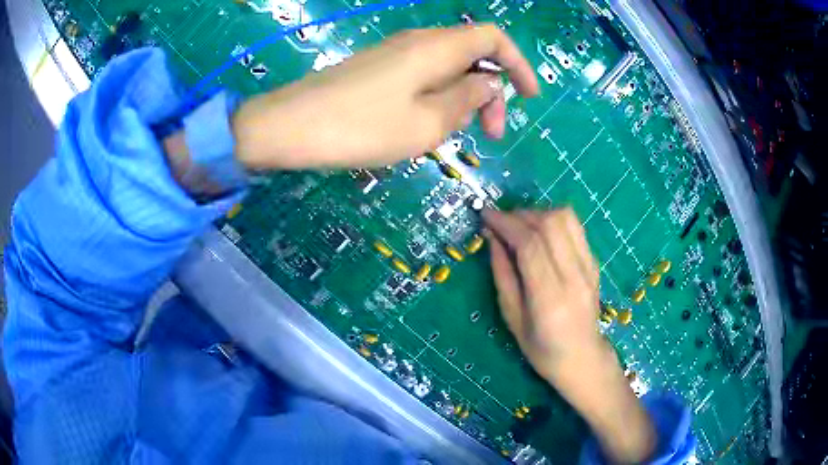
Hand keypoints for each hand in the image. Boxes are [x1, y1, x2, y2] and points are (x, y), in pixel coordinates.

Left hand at [232, 24, 538, 169]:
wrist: (290, 127)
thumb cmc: (360, 127)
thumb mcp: (427, 123)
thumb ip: (467, 99)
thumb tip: (488, 85)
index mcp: (437, 48)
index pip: (493, 39)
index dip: (517, 64)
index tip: (530, 98)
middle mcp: (419, 43)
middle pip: (472, 55)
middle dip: (490, 92)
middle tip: (489, 136)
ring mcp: (395, 55)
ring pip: (447, 70)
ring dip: (462, 100)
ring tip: (450, 137)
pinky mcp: (378, 69)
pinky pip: (422, 78)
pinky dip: (437, 100)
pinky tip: (424, 128)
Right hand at [483, 208, 602, 380]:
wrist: (582, 356)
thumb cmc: (541, 348)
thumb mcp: (512, 317)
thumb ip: (502, 274)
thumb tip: (492, 237)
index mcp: (550, 298)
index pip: (530, 244)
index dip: (506, 223)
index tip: (486, 215)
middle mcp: (574, 276)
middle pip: (549, 224)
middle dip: (519, 214)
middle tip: (500, 221)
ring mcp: (589, 267)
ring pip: (565, 218)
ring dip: (538, 213)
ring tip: (520, 225)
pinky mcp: (594, 261)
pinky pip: (574, 226)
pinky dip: (553, 220)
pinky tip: (540, 231)